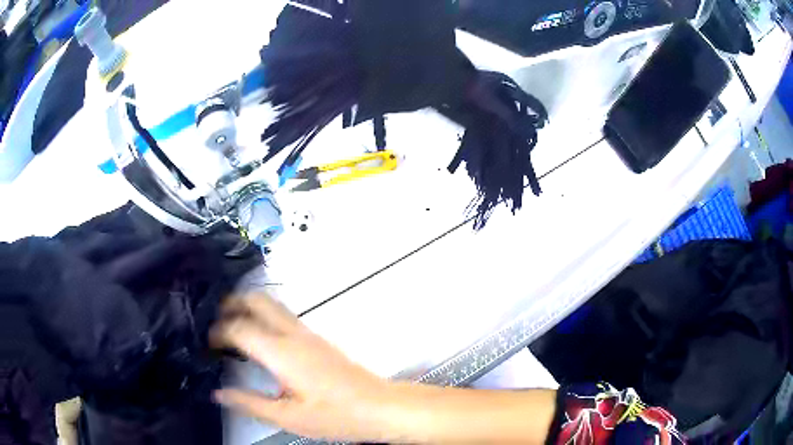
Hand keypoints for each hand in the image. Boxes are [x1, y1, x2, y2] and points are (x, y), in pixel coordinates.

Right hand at [211, 294, 394, 441]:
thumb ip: (249, 403)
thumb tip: (218, 393)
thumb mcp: (288, 417)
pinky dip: (263, 316)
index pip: (239, 328)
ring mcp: (308, 333)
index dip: (218, 331)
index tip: (206, 343)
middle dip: (232, 303)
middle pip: (257, 300)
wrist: (379, 406)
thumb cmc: (335, 415)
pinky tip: (259, 337)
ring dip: (248, 307)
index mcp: (282, 353)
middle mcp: (293, 335)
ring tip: (231, 325)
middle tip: (215, 321)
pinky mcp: (317, 338)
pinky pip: (283, 315)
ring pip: (272, 304)